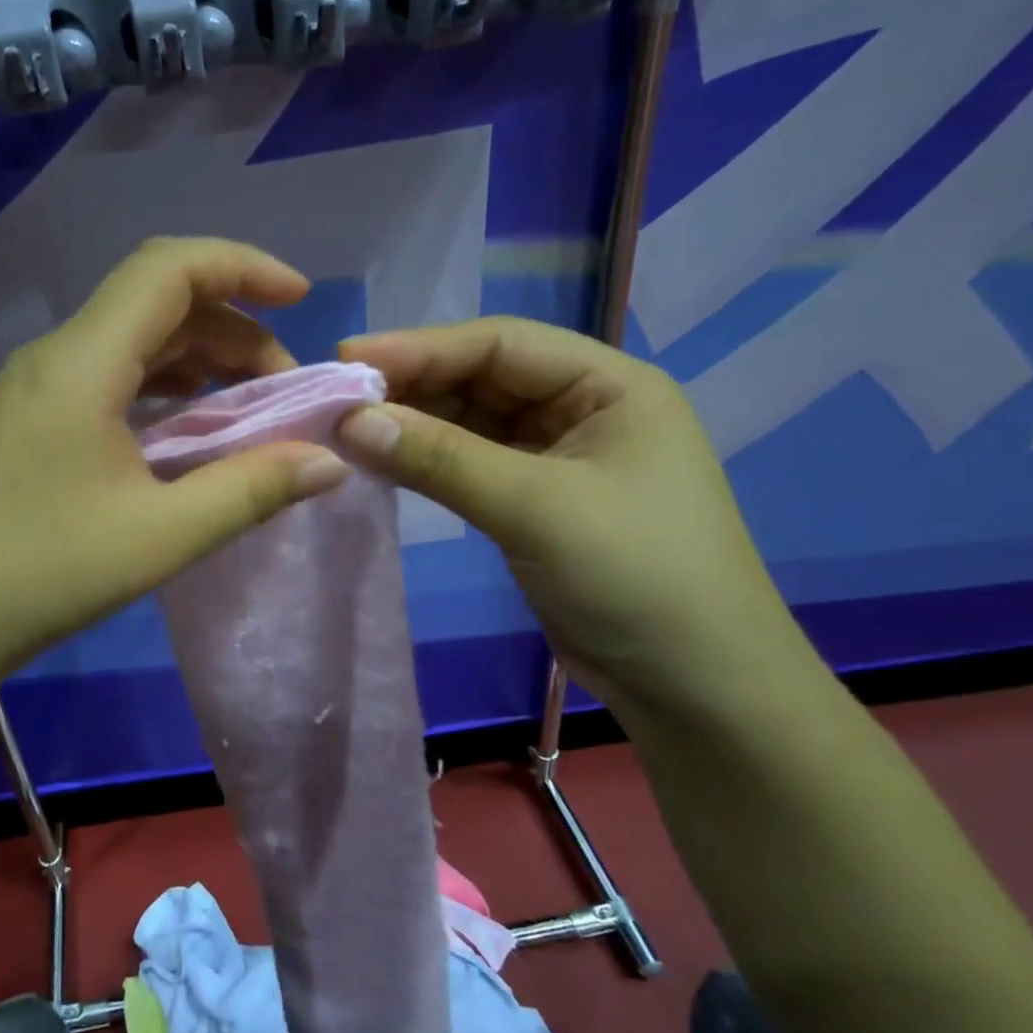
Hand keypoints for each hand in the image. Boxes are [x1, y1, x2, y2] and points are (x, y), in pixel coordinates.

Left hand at [0, 239, 349, 686]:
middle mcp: (57, 357)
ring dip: (200, 359)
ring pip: (134, 341)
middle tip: (285, 386)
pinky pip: (111, 377)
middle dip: (234, 328)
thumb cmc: (41, 572)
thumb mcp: (160, 535)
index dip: (243, 266)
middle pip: (157, 303)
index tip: (301, 299)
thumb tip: (329, 461)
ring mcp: (37, 388)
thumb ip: (250, 490)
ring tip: (250, 406)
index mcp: (83, 362)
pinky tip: (189, 429)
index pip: (169, 268)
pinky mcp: (31, 421)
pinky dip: (164, 388)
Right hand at [336, 317, 806, 714]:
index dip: (422, 346)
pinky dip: (428, 462)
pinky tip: (384, 461)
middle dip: (413, 385)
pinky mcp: (535, 501)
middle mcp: (584, 409)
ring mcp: (558, 457)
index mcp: (609, 386)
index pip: (502, 345)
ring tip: (348, 428)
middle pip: (483, 378)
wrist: (694, 688)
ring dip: (414, 424)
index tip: (349, 355)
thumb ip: (440, 459)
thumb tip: (351, 421)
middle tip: (339, 396)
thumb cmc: (635, 577)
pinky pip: (471, 464)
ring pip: (472, 423)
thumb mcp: (535, 508)